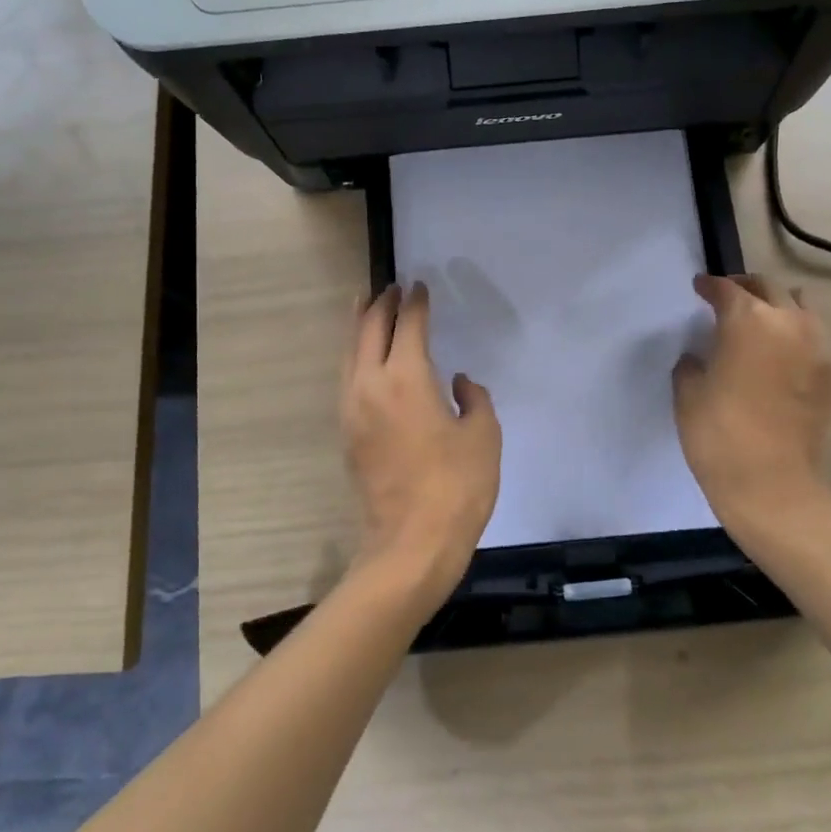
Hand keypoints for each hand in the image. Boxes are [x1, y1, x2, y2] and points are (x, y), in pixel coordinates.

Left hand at [341, 283, 501, 613]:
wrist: (410, 544)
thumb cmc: (456, 487)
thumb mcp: (483, 436)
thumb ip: (473, 399)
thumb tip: (457, 383)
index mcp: (406, 378)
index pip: (408, 326)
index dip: (416, 303)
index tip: (420, 287)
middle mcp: (370, 385)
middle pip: (369, 330)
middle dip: (380, 305)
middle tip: (391, 287)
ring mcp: (352, 410)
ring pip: (349, 353)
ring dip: (359, 326)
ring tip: (364, 306)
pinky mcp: (347, 434)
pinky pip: (347, 378)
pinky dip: (354, 356)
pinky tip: (364, 358)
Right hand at [672, 274, 830, 556]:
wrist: (771, 484)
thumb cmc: (717, 434)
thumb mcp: (687, 393)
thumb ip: (693, 364)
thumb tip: (701, 357)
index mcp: (748, 321)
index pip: (728, 289)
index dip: (710, 285)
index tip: (699, 287)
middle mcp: (789, 324)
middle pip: (770, 289)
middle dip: (746, 287)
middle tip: (728, 296)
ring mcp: (818, 350)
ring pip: (801, 310)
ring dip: (778, 308)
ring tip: (761, 321)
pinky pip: (813, 343)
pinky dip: (795, 339)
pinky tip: (780, 359)